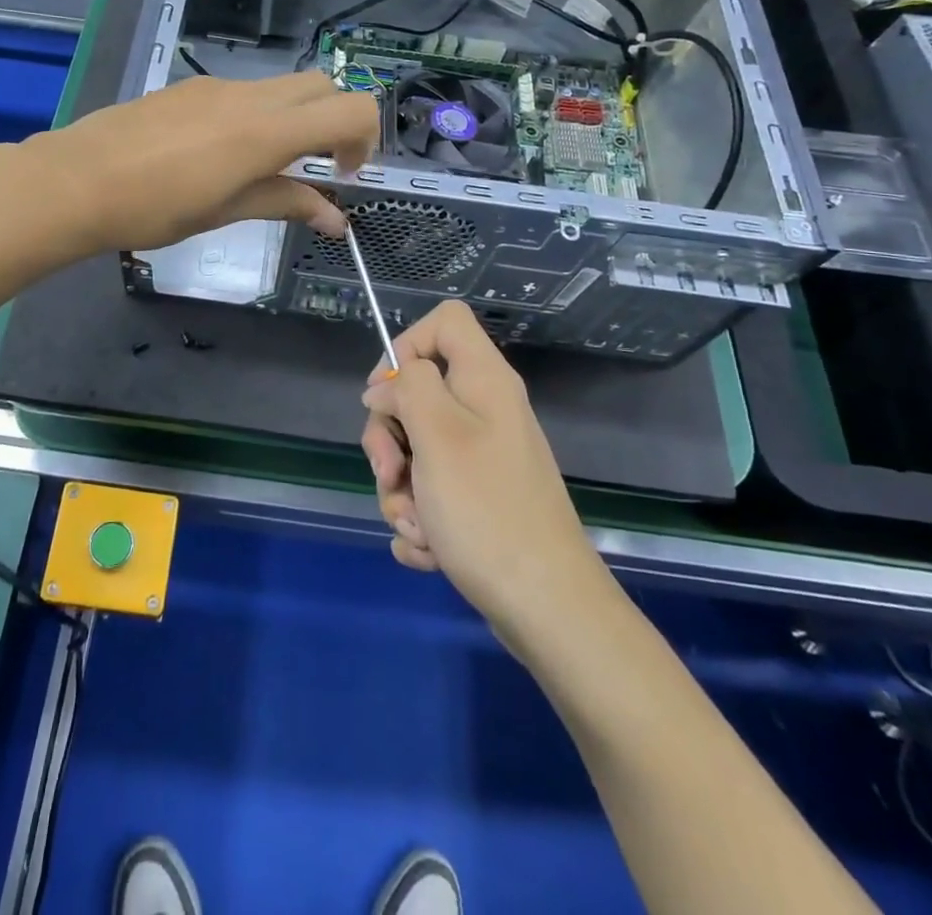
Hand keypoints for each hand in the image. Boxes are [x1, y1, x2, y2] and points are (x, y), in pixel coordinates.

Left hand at [30, 73, 378, 254]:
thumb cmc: (153, 208)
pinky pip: (242, 92)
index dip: (364, 140)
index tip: (343, 175)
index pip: (351, 109)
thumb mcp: (226, 211)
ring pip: (281, 87)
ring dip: (293, 119)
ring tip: (262, 168)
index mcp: (266, 131)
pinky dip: (257, 115)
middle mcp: (250, 96)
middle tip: (316, 167)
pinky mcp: (189, 87)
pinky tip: (219, 154)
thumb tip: (336, 219)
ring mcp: (216, 86)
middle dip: (335, 121)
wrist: (75, 180)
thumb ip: (286, 204)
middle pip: (322, 85)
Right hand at [360, 301, 603, 650]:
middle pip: (415, 394)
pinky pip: (429, 494)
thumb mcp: (438, 435)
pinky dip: (420, 522)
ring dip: (400, 490)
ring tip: (418, 528)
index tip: (387, 393)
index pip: (445, 321)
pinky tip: (430, 550)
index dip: (407, 345)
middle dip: (389, 439)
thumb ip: (407, 390)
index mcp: (483, 382)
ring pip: (414, 450)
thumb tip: (385, 388)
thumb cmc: (488, 510)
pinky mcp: (477, 502)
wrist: (547, 609)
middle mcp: (483, 413)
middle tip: (392, 474)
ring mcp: (481, 460)